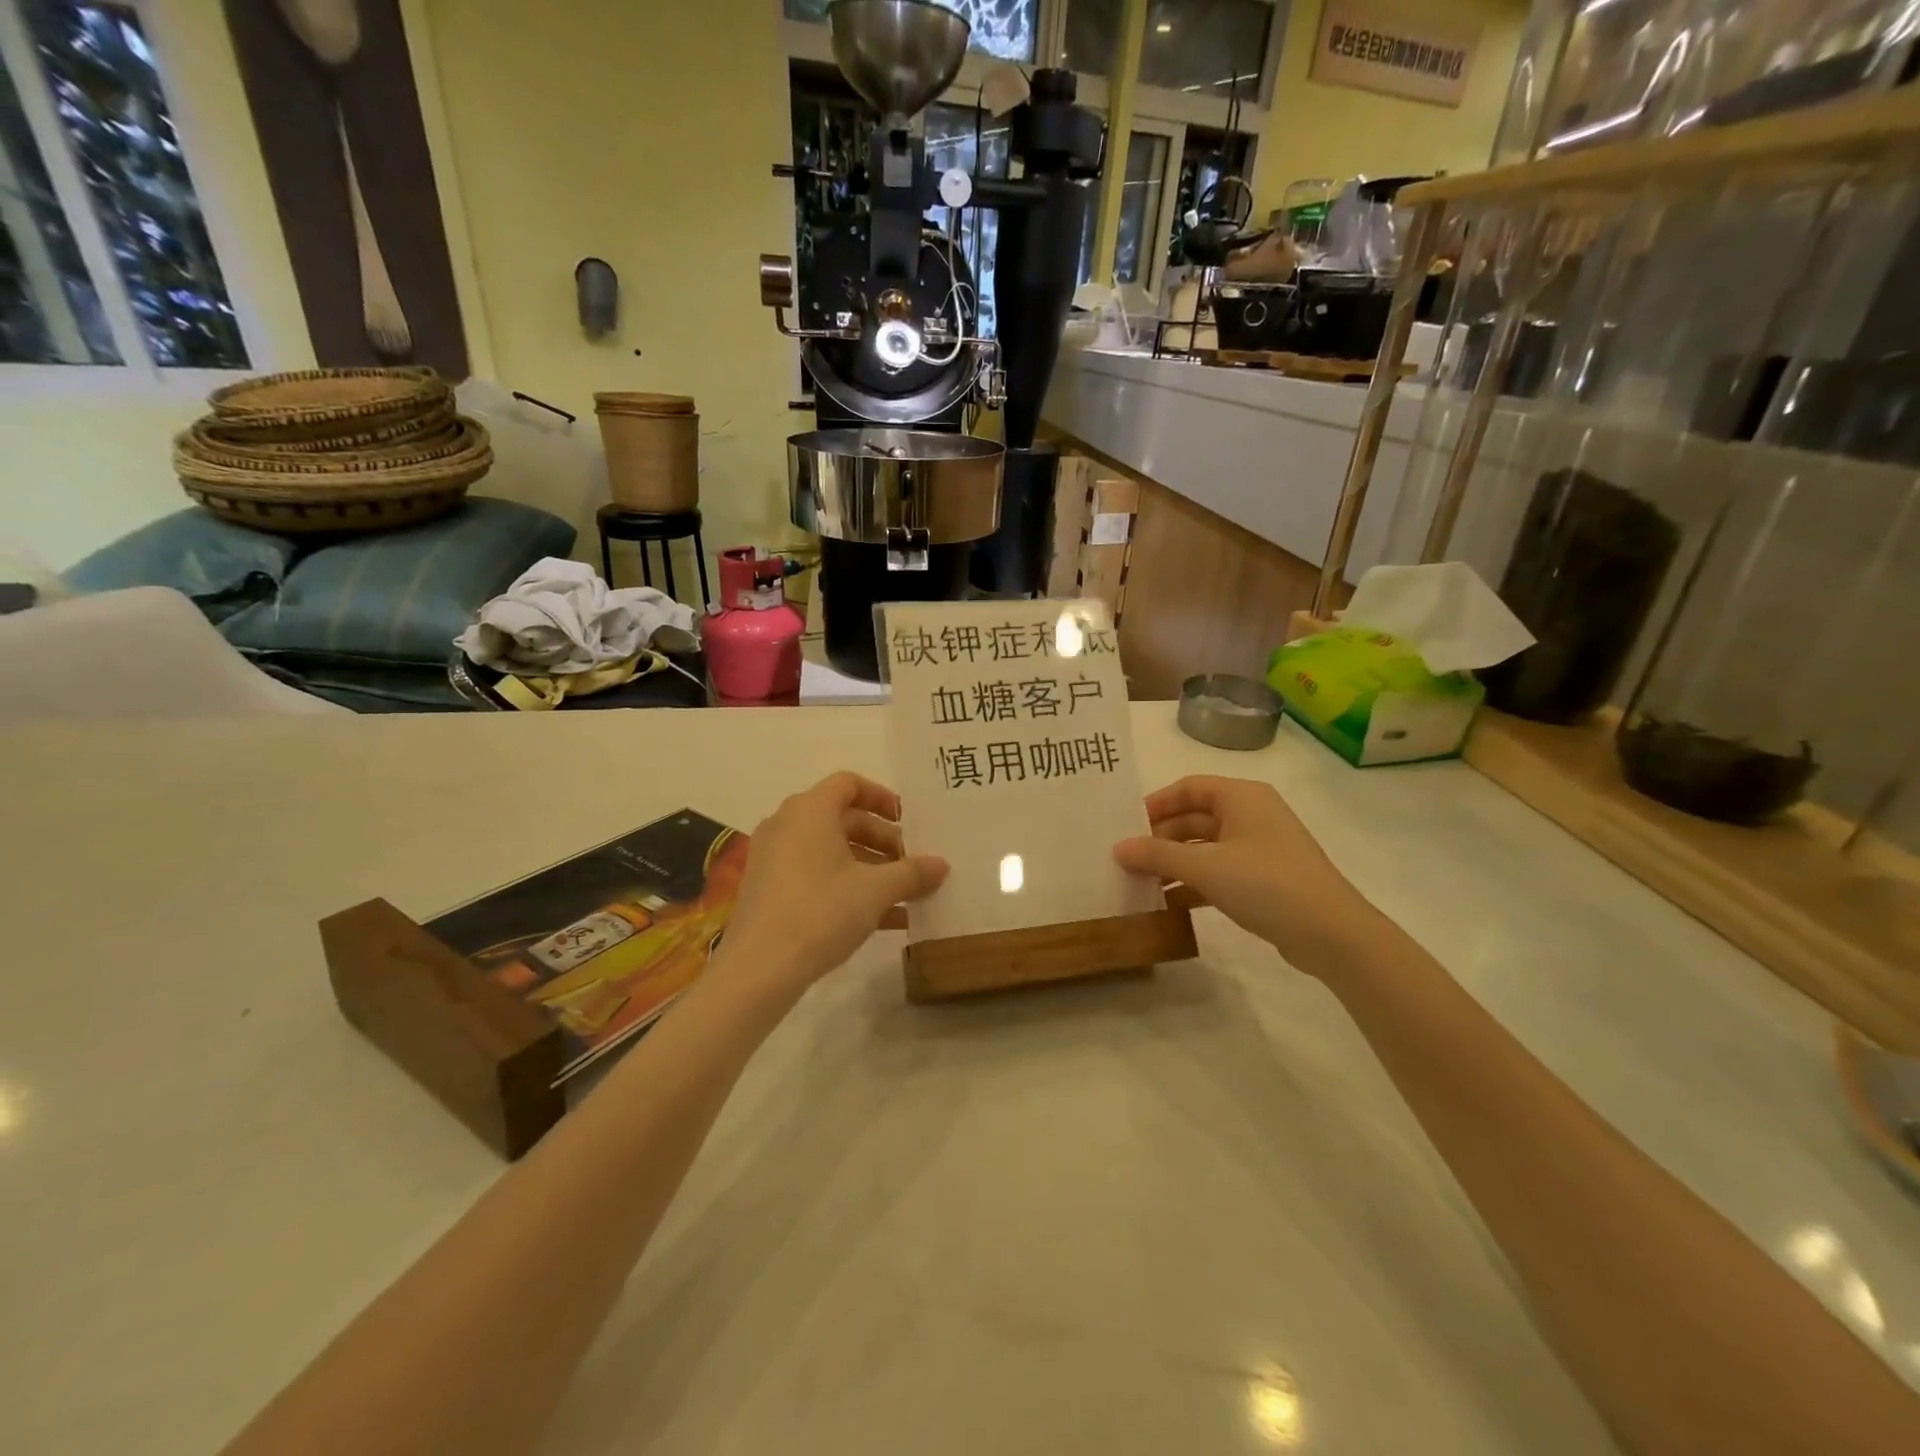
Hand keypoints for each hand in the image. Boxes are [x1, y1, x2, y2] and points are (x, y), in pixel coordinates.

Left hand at [722, 772, 947, 1000]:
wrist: (758, 969)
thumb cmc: (821, 912)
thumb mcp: (876, 891)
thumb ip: (912, 873)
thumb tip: (942, 864)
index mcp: (810, 811)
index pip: (849, 784)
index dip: (882, 798)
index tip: (908, 821)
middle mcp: (787, 825)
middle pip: (843, 819)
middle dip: (882, 840)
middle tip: (911, 864)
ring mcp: (774, 858)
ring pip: (831, 850)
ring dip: (869, 868)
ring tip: (904, 894)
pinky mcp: (769, 889)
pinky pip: (816, 875)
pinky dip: (847, 886)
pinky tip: (883, 919)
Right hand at [1114, 775, 1380, 978]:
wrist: (1332, 933)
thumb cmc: (1266, 884)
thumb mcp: (1205, 867)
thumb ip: (1157, 855)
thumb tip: (1118, 848)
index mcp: (1241, 796)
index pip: (1187, 788)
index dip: (1155, 804)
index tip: (1126, 827)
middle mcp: (1251, 814)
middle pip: (1194, 818)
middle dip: (1160, 839)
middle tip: (1127, 860)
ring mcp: (1260, 847)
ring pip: (1205, 847)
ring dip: (1174, 864)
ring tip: (1141, 884)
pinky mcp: (1265, 878)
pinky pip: (1219, 871)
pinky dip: (1194, 883)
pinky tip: (1170, 904)